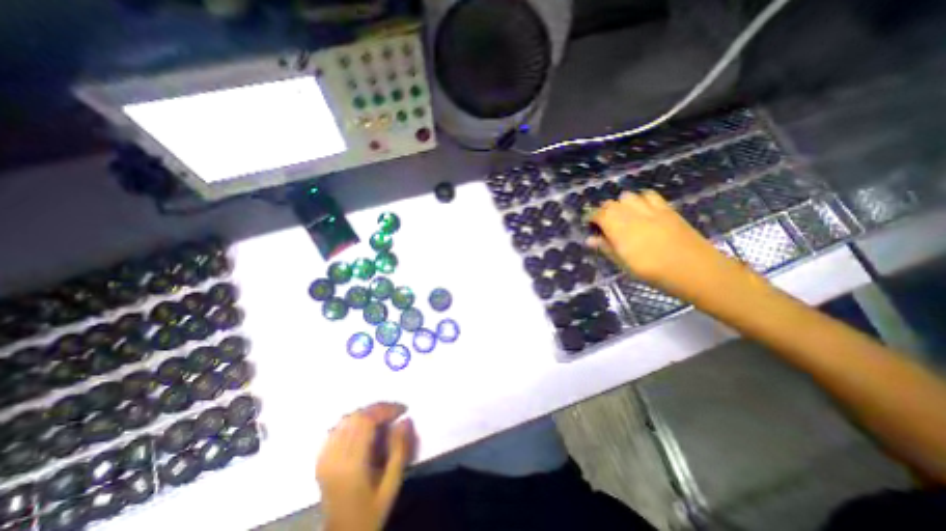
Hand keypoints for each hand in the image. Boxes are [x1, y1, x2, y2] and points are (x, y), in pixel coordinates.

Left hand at [316, 402, 415, 529]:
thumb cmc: (370, 513)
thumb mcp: (391, 486)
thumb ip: (399, 451)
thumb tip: (405, 420)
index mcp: (352, 464)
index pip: (367, 421)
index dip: (386, 409)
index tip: (403, 409)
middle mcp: (335, 456)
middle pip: (356, 416)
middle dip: (378, 408)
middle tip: (395, 411)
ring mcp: (325, 457)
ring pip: (346, 419)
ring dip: (367, 412)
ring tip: (383, 417)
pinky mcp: (321, 459)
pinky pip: (337, 428)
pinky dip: (353, 420)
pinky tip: (363, 426)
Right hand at [589, 189, 751, 298]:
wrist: (693, 269)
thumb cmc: (652, 271)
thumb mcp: (624, 264)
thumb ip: (606, 248)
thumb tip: (590, 239)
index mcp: (618, 229)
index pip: (598, 214)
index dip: (591, 217)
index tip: (589, 225)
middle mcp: (631, 214)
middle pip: (611, 203)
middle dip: (604, 211)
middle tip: (605, 224)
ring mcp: (650, 209)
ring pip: (628, 196)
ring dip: (621, 204)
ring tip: (623, 216)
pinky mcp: (666, 208)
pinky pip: (649, 195)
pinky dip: (641, 199)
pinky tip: (642, 210)